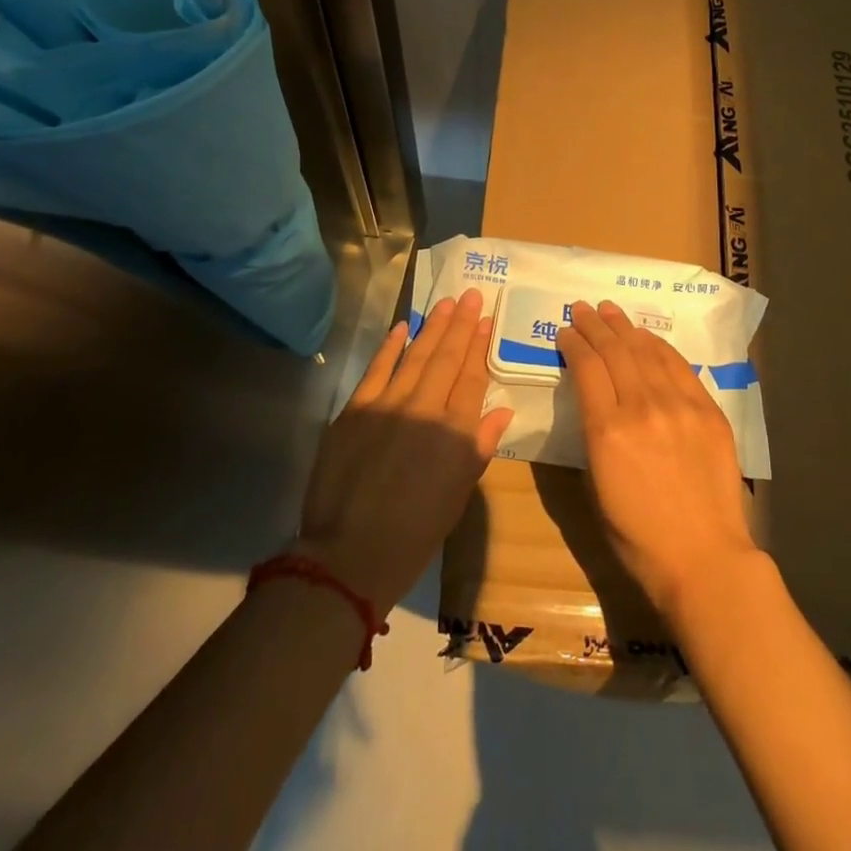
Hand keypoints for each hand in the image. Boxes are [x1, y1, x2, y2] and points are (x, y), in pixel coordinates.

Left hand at [294, 290, 513, 607]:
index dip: (479, 347)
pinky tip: (402, 327)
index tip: (486, 321)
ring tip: (447, 303)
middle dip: (461, 324)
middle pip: (446, 358)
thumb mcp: (458, 495)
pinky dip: (390, 347)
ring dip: (432, 327)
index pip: (472, 378)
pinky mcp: (355, 409)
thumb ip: (478, 448)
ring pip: (415, 355)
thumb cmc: (414, 533)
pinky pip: (377, 369)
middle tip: (472, 295)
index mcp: (454, 432)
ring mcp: (387, 405)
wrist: (349, 555)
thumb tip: (501, 413)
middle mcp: (425, 409)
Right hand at [558, 300, 760, 617]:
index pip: (586, 367)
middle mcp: (641, 407)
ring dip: (624, 327)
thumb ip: (592, 435)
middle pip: (614, 350)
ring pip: (646, 350)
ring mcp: (679, 405)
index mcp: (606, 431)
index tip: (565, 331)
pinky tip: (647, 337)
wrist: (703, 558)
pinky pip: (679, 366)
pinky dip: (659, 346)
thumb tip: (595, 401)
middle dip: (594, 325)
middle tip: (582, 309)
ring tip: (610, 311)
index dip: (573, 343)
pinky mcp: (707, 410)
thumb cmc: (638, 536)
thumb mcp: (596, 486)